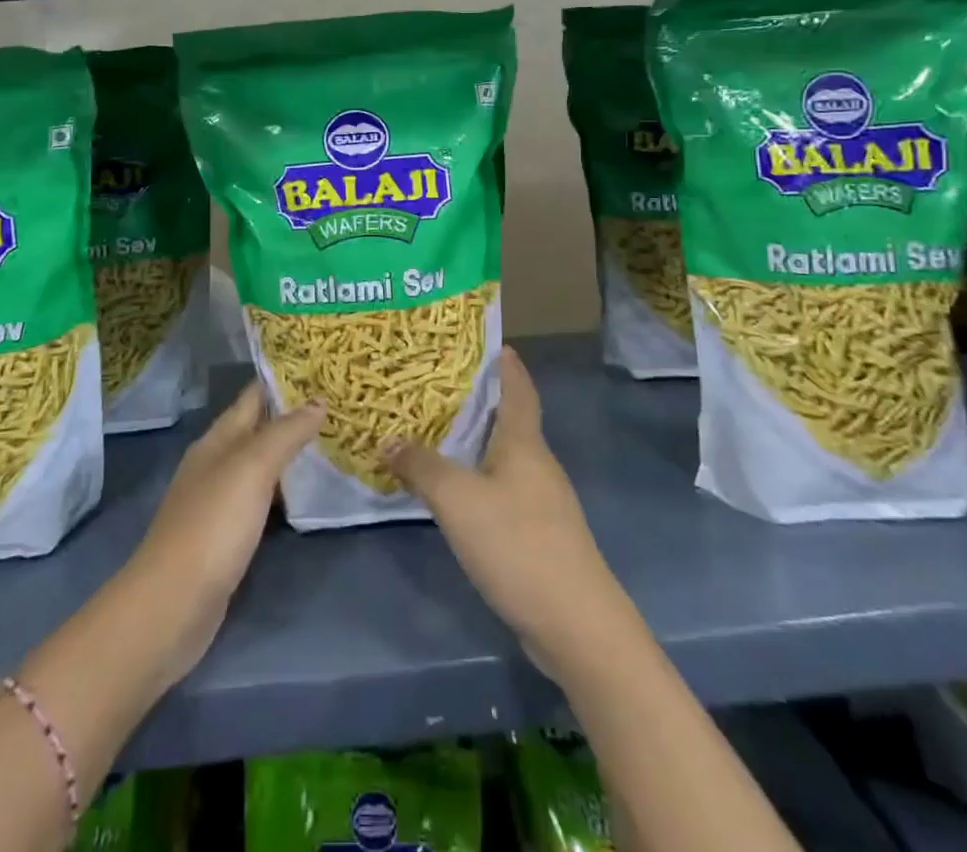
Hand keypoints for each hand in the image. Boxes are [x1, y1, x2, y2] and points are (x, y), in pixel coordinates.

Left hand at [123, 383, 323, 685]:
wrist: (172, 606)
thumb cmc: (213, 524)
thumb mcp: (252, 468)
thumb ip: (286, 433)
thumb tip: (318, 402)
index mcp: (217, 439)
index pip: (253, 396)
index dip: (282, 379)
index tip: (321, 368)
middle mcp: (216, 463)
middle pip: (258, 429)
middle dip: (292, 416)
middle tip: (337, 405)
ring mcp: (218, 502)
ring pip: (261, 466)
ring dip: (290, 454)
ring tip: (332, 443)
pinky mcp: (225, 537)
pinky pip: (261, 501)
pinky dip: (283, 492)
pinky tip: (306, 496)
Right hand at [383, 347, 638, 680]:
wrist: (577, 626)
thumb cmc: (519, 545)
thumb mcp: (458, 501)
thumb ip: (422, 467)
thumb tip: (389, 440)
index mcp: (525, 443)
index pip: (518, 388)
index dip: (506, 363)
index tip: (489, 341)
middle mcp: (538, 464)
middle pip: (511, 419)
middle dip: (481, 399)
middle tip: (439, 384)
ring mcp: (543, 502)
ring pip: (506, 456)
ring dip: (477, 441)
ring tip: (438, 431)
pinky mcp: (540, 534)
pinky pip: (504, 489)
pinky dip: (480, 478)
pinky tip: (456, 491)